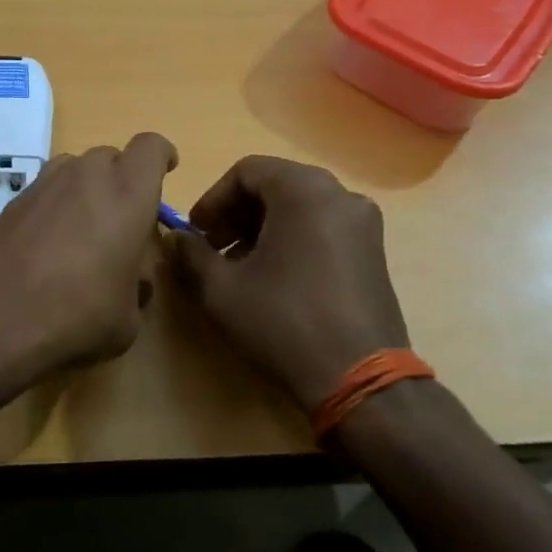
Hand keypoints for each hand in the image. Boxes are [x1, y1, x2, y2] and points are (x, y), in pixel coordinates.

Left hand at [0, 133, 178, 398]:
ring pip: (74, 171)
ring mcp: (42, 184)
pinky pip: (44, 192)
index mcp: (127, 193)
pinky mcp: (10, 202)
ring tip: (84, 234)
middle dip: (122, 180)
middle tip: (123, 220)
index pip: (151, 147)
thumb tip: (131, 279)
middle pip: (111, 157)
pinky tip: (47, 248)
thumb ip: (137, 287)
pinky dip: (54, 209)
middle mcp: (85, 176)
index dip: (161, 156)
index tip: (166, 169)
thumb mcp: (127, 319)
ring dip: (86, 191)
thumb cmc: (75, 315)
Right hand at [166, 156, 409, 409]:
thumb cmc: (283, 322)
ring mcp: (364, 224)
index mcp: (304, 190)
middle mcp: (340, 194)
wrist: (360, 380)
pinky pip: (323, 228)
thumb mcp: (221, 289)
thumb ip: (190, 254)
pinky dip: (292, 240)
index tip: (195, 233)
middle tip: (211, 249)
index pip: (246, 171)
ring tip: (238, 267)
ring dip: (262, 228)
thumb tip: (177, 239)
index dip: (212, 199)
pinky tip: (274, 279)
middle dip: (236, 214)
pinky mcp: (374, 252)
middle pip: (275, 186)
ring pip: (299, 207)